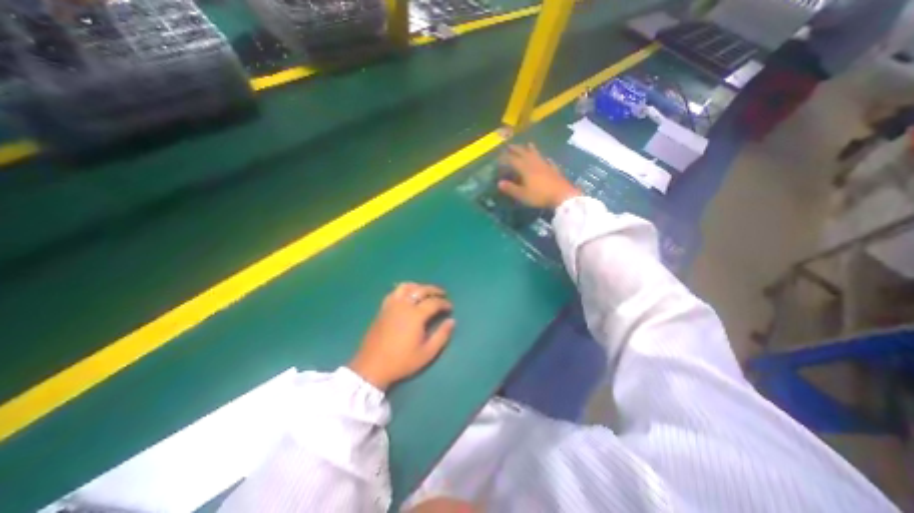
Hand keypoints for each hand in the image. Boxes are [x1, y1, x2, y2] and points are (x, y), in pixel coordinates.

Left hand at [348, 283, 454, 390]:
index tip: (450, 308)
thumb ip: (442, 336)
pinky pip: (394, 293)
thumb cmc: (402, 361)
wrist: (372, 367)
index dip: (444, 303)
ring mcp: (391, 306)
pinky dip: (403, 290)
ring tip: (424, 291)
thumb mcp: (427, 353)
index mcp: (415, 315)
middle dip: (434, 290)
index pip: (434, 302)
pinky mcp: (382, 309)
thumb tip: (452, 321)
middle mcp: (403, 305)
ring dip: (418, 286)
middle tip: (442, 294)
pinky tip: (407, 296)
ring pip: (406, 287)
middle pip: (421, 290)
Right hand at [499, 143, 577, 207]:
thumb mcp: (522, 194)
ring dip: (531, 149)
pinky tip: (546, 159)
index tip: (499, 157)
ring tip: (528, 144)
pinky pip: (548, 161)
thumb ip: (510, 188)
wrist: (562, 195)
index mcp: (525, 168)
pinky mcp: (554, 170)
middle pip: (524, 153)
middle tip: (510, 145)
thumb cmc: (539, 195)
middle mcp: (534, 163)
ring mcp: (545, 165)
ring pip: (536, 154)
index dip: (505, 158)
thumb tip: (499, 183)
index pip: (513, 160)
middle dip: (516, 149)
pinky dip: (544, 159)